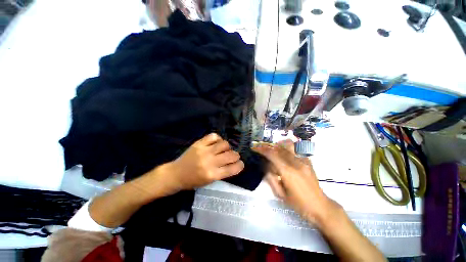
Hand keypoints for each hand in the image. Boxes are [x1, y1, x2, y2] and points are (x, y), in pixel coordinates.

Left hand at [166, 133, 244, 190]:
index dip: (240, 165)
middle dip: (236, 156)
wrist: (176, 174)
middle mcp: (210, 162)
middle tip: (234, 156)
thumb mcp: (209, 181)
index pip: (232, 169)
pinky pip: (213, 136)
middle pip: (230, 155)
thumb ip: (222, 172)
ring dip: (228, 147)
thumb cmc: (193, 180)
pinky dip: (218, 139)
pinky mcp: (199, 143)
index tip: (241, 164)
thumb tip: (233, 163)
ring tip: (225, 149)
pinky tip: (217, 143)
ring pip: (224, 144)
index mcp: (212, 175)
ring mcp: (204, 151)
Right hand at [253, 140, 338, 227]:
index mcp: (287, 172)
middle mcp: (295, 163)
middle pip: (280, 147)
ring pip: (289, 145)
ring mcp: (304, 161)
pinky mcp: (308, 161)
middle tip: (264, 149)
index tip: (255, 148)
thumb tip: (266, 167)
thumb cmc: (299, 203)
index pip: (272, 155)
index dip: (262, 149)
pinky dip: (289, 148)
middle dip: (269, 146)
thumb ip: (271, 178)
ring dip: (279, 145)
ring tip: (275, 150)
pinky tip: (286, 154)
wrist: (320, 206)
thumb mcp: (280, 195)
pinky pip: (297, 149)